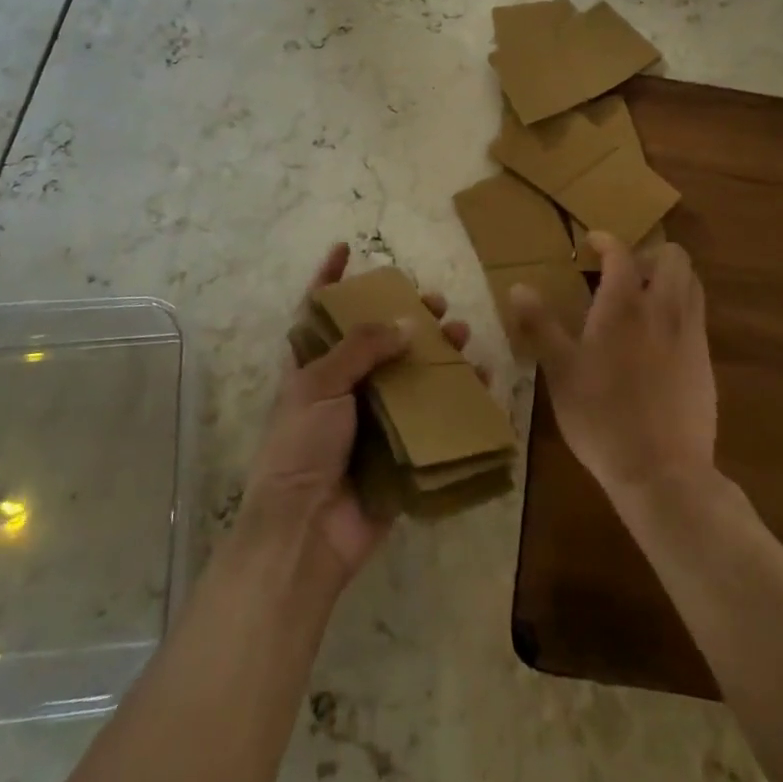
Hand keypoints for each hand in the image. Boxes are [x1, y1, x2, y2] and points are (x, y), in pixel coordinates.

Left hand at [238, 242, 473, 588]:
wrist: (305, 534)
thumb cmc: (300, 448)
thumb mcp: (319, 384)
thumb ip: (361, 347)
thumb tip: (404, 324)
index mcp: (311, 368)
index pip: (318, 312)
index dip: (328, 278)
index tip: (345, 248)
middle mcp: (343, 388)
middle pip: (377, 340)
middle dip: (405, 316)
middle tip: (434, 302)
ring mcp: (373, 420)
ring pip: (411, 375)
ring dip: (437, 353)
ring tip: (463, 336)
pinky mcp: (400, 451)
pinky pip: (433, 417)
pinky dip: (459, 398)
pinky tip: (482, 380)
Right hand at [511, 233, 716, 499]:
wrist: (663, 472)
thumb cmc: (602, 417)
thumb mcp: (559, 372)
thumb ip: (540, 325)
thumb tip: (519, 287)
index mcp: (624, 305)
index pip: (621, 253)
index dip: (606, 241)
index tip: (591, 243)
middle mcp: (663, 309)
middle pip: (673, 258)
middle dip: (650, 254)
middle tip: (624, 272)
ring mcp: (691, 335)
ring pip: (692, 284)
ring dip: (670, 278)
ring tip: (644, 298)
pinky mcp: (706, 362)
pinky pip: (697, 316)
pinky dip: (680, 308)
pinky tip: (657, 339)